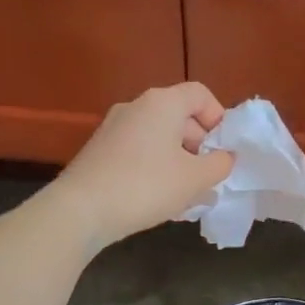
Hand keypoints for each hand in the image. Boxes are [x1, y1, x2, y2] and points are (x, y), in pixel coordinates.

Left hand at [52, 84, 234, 250]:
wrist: (80, 210)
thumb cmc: (146, 186)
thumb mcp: (195, 178)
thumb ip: (219, 164)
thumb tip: (224, 157)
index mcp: (162, 103)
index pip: (200, 94)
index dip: (218, 118)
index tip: (223, 149)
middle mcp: (136, 106)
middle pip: (179, 115)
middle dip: (199, 144)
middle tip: (207, 176)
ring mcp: (113, 127)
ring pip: (158, 135)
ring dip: (178, 158)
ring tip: (186, 192)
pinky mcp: (100, 149)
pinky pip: (139, 149)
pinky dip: (155, 165)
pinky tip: (158, 196)